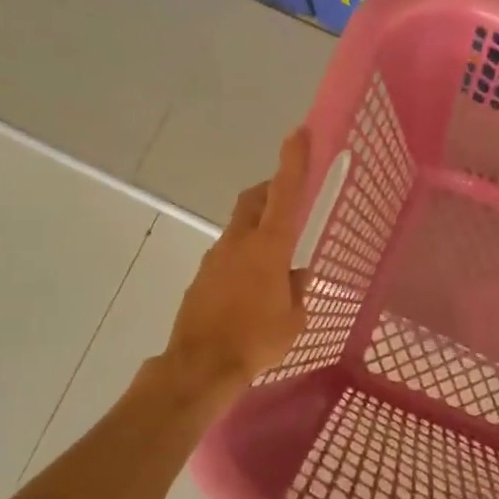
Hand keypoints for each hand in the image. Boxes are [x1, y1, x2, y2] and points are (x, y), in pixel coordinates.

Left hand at [158, 128, 311, 402]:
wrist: (200, 365)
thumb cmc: (256, 340)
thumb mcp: (294, 319)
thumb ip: (298, 290)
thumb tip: (297, 275)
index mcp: (269, 247)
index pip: (285, 193)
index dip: (293, 161)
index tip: (298, 133)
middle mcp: (239, 243)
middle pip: (254, 200)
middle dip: (271, 190)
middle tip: (287, 197)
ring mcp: (215, 258)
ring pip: (239, 228)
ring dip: (257, 229)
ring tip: (275, 261)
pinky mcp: (201, 277)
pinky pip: (227, 255)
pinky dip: (243, 257)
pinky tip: (252, 287)